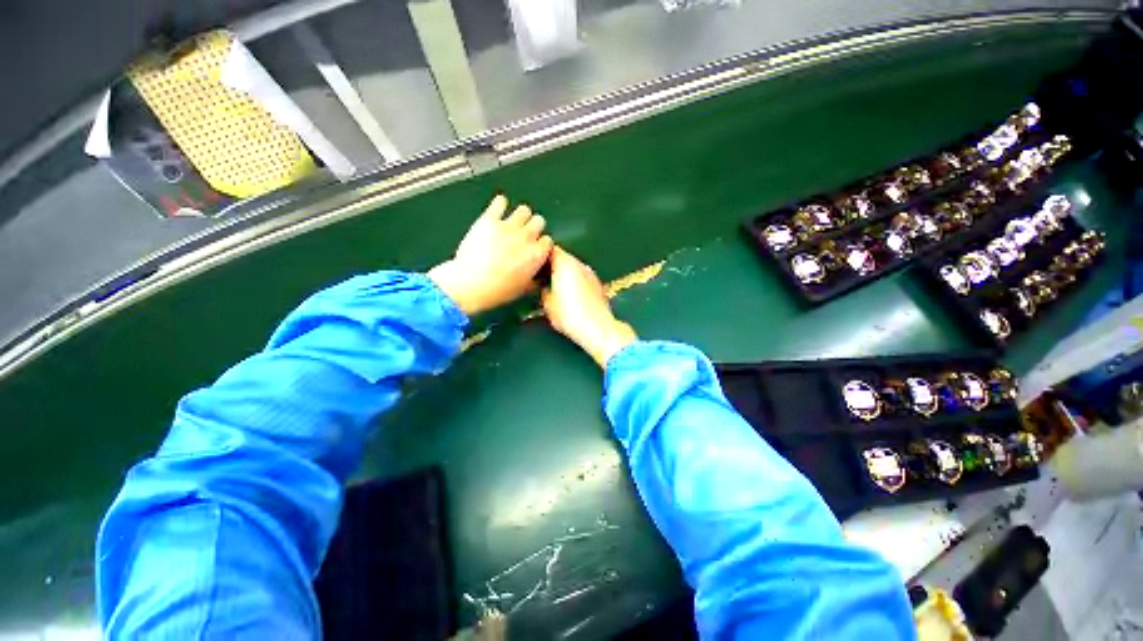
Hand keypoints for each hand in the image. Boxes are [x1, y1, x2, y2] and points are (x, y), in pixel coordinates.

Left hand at [429, 194, 553, 315]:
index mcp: (536, 255)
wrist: (471, 283)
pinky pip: (500, 202)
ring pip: (524, 209)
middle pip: (539, 221)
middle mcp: (526, 237)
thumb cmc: (497, 290)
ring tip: (512, 222)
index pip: (548, 240)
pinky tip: (498, 209)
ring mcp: (508, 226)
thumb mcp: (522, 289)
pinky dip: (500, 204)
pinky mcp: (489, 219)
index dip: (541, 243)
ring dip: (520, 215)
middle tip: (524, 235)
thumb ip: (534, 279)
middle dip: (533, 227)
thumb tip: (536, 278)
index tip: (535, 247)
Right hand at [542, 247, 636, 367]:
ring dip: (567, 274)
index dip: (542, 256)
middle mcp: (580, 264)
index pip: (552, 250)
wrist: (598, 327)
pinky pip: (584, 278)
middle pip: (565, 258)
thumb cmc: (569, 314)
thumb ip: (544, 291)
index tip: (535, 264)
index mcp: (565, 264)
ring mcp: (591, 274)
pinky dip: (577, 282)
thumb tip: (545, 287)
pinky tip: (573, 295)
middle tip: (543, 276)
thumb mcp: (548, 305)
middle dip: (555, 265)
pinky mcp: (599, 285)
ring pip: (575, 268)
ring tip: (557, 286)